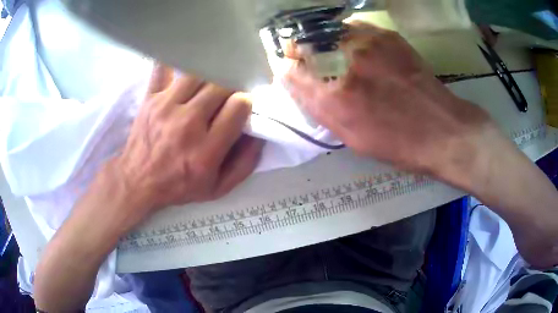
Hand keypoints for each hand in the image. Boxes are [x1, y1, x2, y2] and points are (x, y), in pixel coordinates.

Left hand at [115, 65, 263, 224]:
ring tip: (209, 85)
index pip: (239, 106)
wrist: (137, 181)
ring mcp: (165, 106)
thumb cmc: (178, 186)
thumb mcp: (218, 188)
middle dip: (231, 87)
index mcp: (206, 150)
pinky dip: (175, 61)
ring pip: (198, 73)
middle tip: (228, 94)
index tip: (242, 106)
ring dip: (210, 76)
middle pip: (220, 85)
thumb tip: (261, 134)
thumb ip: (245, 164)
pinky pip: (164, 67)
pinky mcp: (150, 97)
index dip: (246, 102)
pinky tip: (185, 63)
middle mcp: (187, 124)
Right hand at [284, 22, 557, 267]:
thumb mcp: (352, 138)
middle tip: (309, 59)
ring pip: (327, 31)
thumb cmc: (397, 143)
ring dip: (324, 40)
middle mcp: (345, 65)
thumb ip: (322, 109)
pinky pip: (353, 27)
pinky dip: (347, 35)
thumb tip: (302, 85)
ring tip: (334, 53)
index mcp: (333, 99)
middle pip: (304, 44)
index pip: (290, 72)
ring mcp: (367, 45)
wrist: (442, 131)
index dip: (287, 69)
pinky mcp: (386, 36)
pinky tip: (356, 47)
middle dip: (301, 51)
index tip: (291, 70)